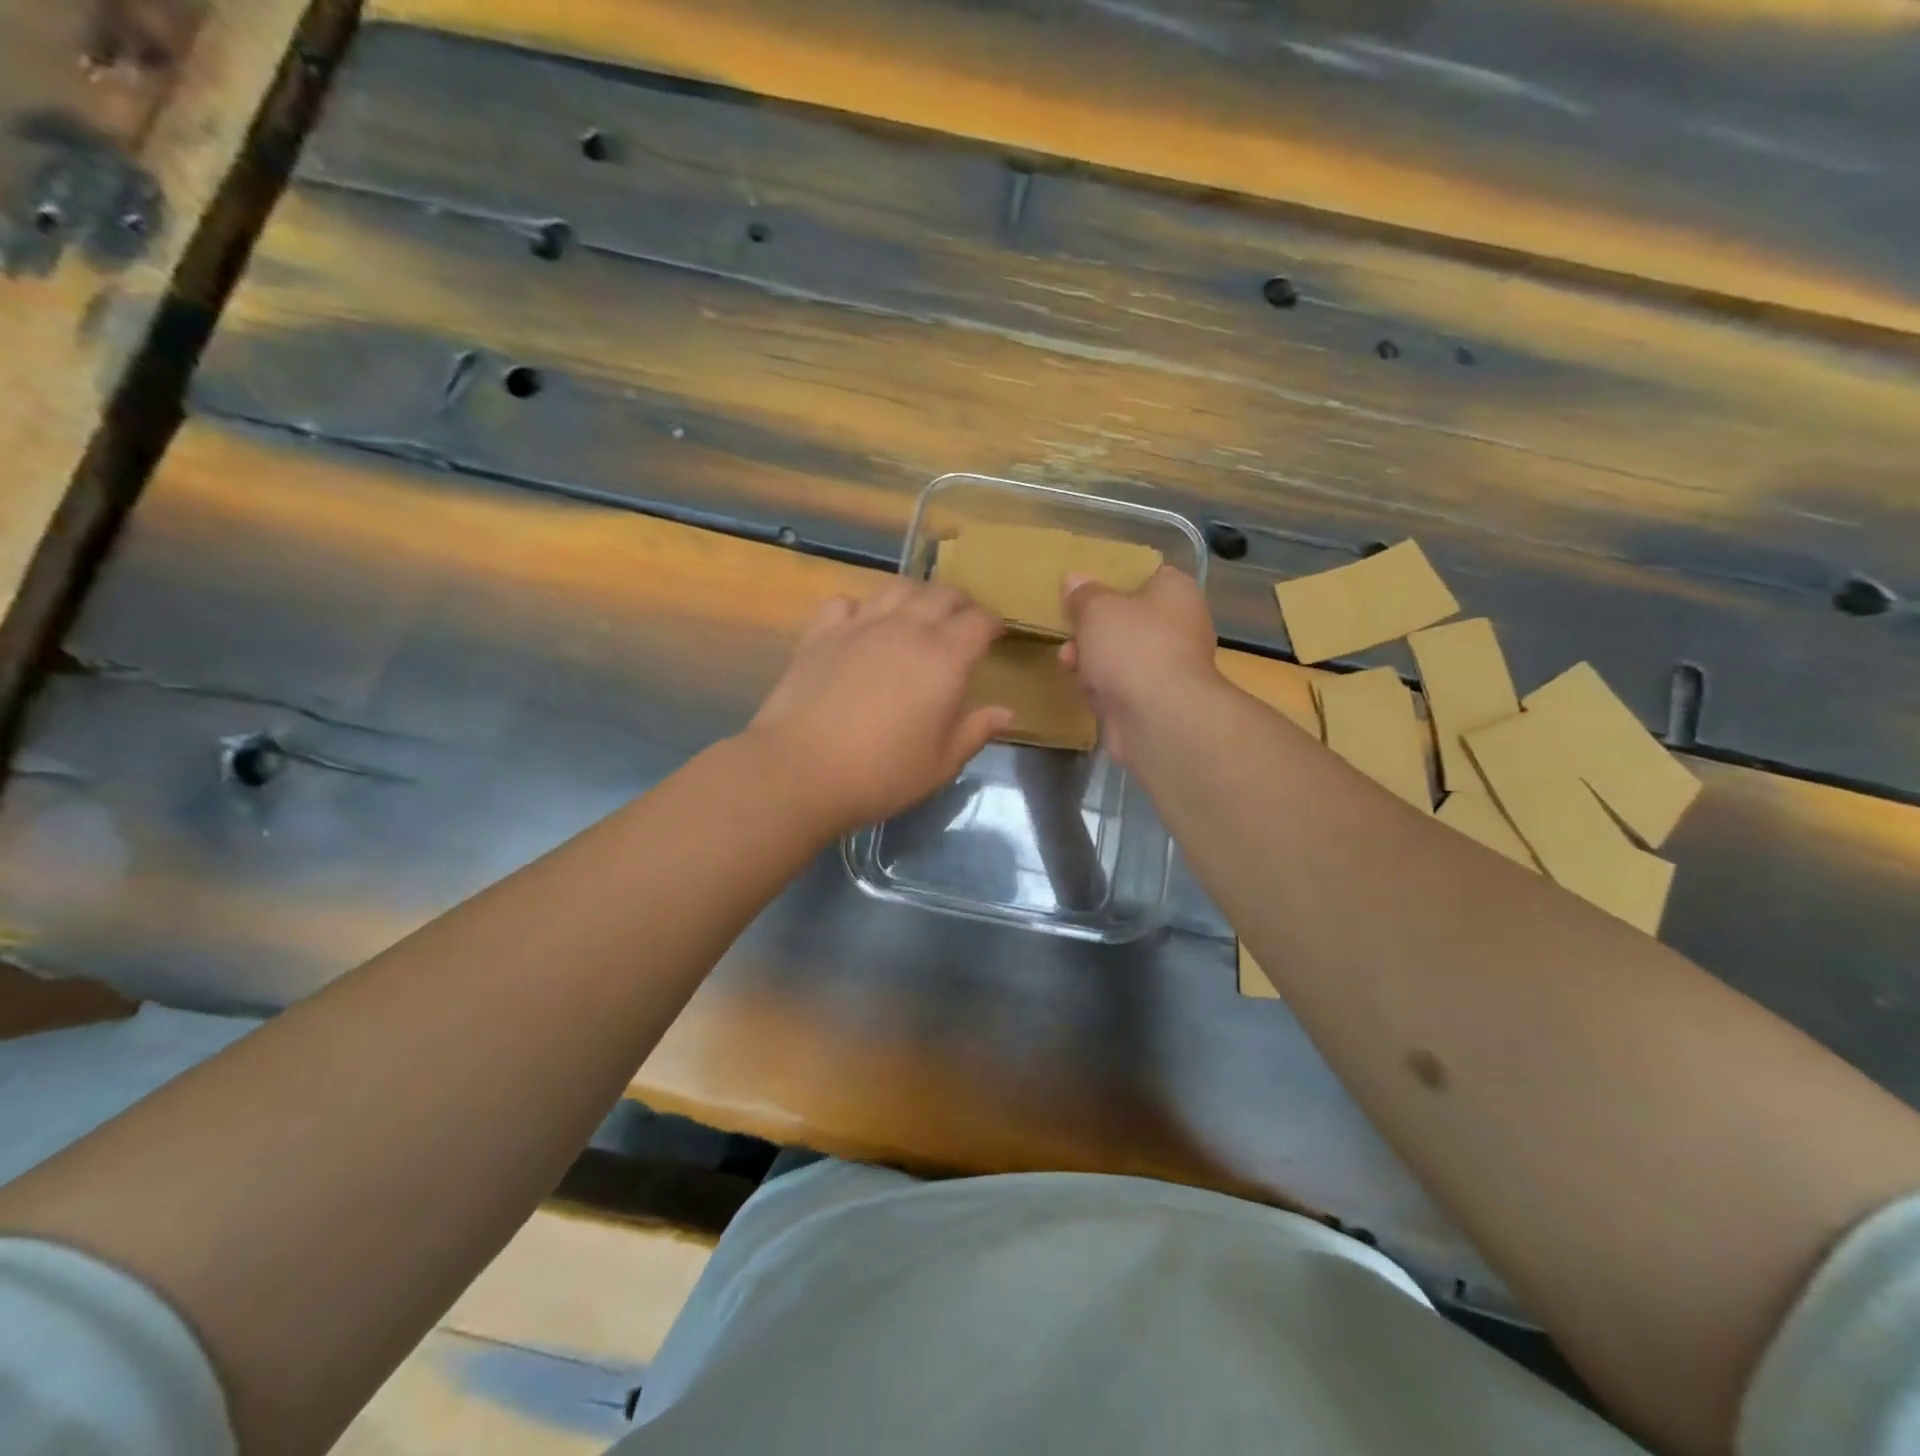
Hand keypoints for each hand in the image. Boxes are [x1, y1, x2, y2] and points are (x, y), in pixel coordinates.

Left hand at [746, 581, 1013, 832]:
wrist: (801, 770)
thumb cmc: (882, 773)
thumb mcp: (941, 763)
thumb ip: (976, 731)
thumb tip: (1006, 712)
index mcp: (945, 658)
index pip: (979, 621)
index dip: (992, 624)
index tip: (995, 635)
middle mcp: (906, 628)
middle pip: (942, 594)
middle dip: (960, 603)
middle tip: (962, 622)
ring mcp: (860, 625)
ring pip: (896, 588)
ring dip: (915, 596)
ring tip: (917, 615)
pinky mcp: (821, 632)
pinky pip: (847, 602)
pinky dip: (861, 608)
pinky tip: (861, 626)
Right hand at [1060, 566, 1219, 764]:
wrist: (1158, 717)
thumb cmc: (1132, 646)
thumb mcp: (1097, 608)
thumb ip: (1083, 594)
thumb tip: (1075, 579)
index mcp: (1177, 592)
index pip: (1147, 575)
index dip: (1114, 579)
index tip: (1084, 588)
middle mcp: (1181, 626)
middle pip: (1129, 619)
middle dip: (1093, 627)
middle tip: (1069, 629)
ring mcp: (1170, 666)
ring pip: (1122, 655)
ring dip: (1092, 658)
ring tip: (1067, 662)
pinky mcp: (1156, 700)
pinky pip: (1122, 685)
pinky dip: (1103, 687)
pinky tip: (1085, 690)